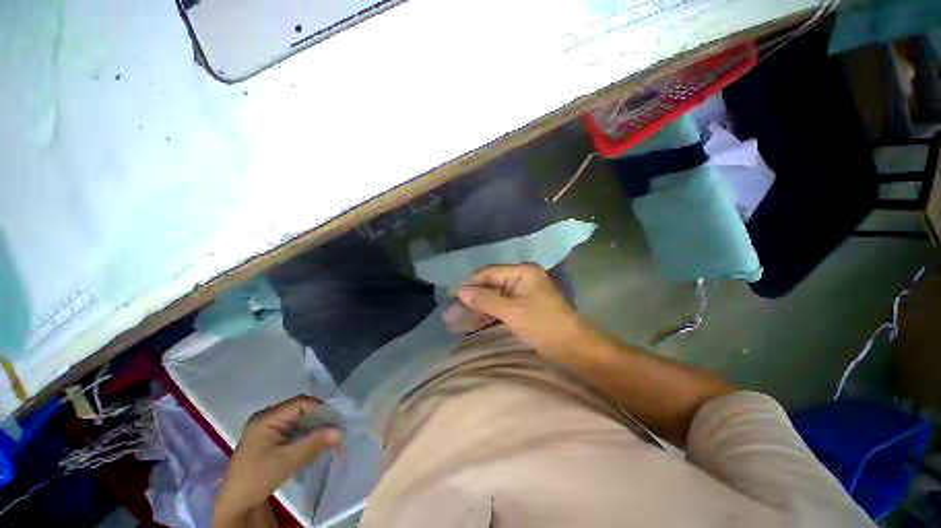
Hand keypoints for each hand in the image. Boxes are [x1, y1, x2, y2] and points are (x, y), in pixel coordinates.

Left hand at [213, 396, 341, 526]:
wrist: (236, 503)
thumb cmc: (257, 478)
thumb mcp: (287, 461)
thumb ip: (314, 444)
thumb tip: (340, 432)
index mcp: (266, 418)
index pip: (300, 403)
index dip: (320, 408)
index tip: (337, 420)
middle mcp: (267, 417)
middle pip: (300, 410)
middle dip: (319, 418)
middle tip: (337, 428)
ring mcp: (268, 427)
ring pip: (299, 419)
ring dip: (315, 427)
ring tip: (330, 435)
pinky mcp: (270, 438)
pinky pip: (294, 428)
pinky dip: (307, 434)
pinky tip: (316, 442)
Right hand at [456, 264, 585, 359]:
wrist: (574, 348)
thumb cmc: (544, 326)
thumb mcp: (512, 312)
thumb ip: (485, 299)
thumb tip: (460, 291)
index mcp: (522, 272)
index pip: (489, 273)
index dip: (469, 284)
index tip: (451, 296)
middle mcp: (522, 278)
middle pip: (490, 285)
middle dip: (471, 300)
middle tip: (451, 313)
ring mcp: (522, 293)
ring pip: (494, 298)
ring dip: (477, 309)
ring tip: (457, 320)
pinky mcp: (523, 307)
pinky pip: (501, 307)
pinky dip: (488, 315)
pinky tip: (472, 323)